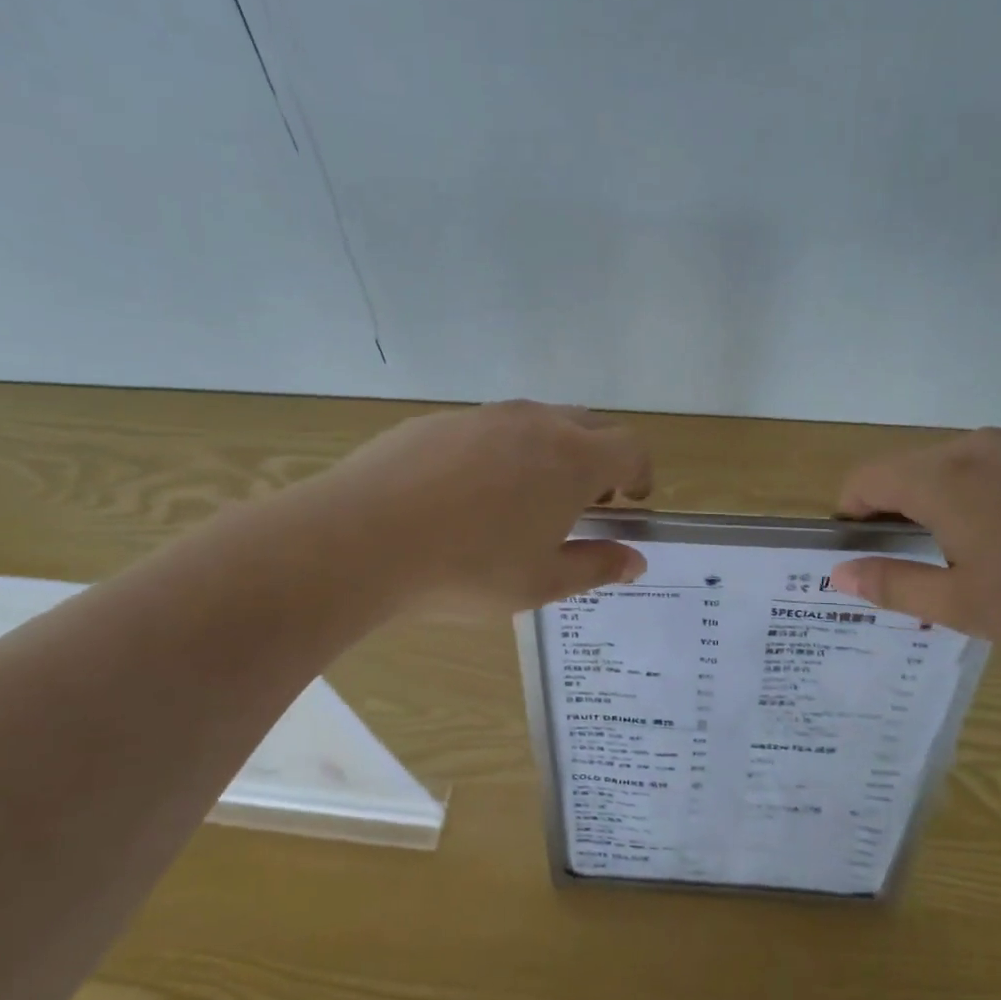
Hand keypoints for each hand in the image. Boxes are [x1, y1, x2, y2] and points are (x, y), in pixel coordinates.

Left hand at [321, 401, 652, 616]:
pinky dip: (500, 452)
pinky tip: (467, 494)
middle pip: (589, 425)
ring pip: (536, 422)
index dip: (640, 473)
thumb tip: (636, 561)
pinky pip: (488, 428)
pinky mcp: (438, 420)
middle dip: (599, 459)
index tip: (631, 501)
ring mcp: (484, 416)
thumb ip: (596, 566)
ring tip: (524, 499)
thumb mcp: (541, 583)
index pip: (630, 448)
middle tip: (583, 502)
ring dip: (549, 452)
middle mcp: (535, 423)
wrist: (360, 539)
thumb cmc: (467, 569)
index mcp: (572, 459)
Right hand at [828, 428, 1000, 665]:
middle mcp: (978, 445)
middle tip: (920, 562)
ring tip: (979, 552)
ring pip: (960, 464)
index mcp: (943, 478)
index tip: (864, 550)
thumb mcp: (964, 605)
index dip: (851, 513)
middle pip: (911, 468)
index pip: (865, 478)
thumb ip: (893, 584)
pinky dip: (995, 492)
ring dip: (947, 500)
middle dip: (899, 510)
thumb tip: (841, 573)